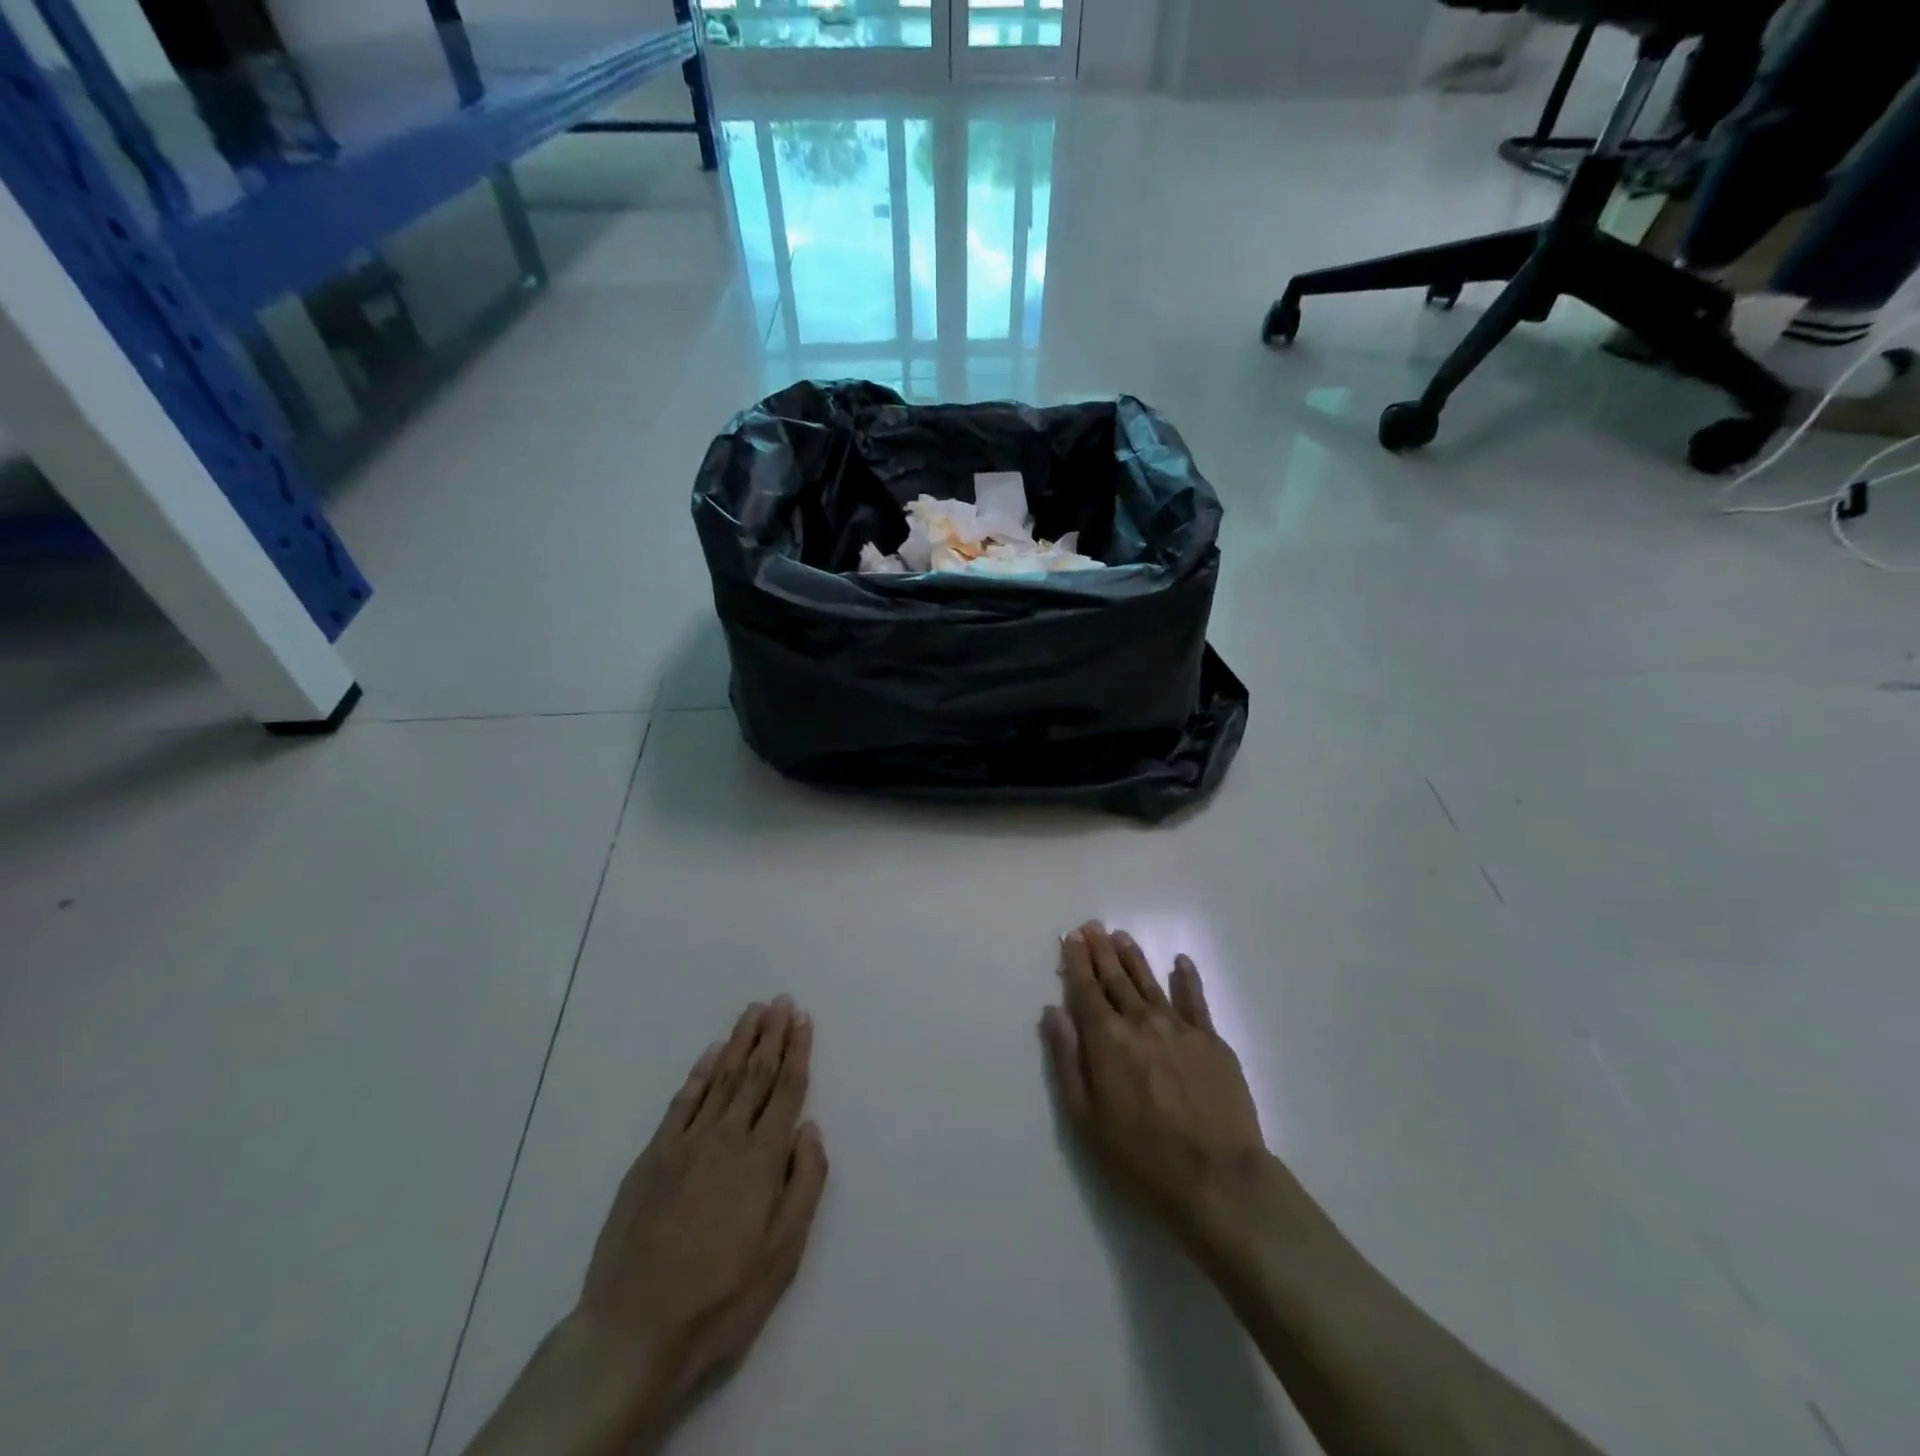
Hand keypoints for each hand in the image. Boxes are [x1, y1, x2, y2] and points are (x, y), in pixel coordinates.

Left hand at [574, 998, 828, 1439]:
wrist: (633, 1332)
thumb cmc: (721, 1299)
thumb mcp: (782, 1255)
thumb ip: (804, 1185)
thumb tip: (809, 1129)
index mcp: (762, 1159)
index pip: (786, 1090)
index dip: (797, 1051)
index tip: (803, 1019)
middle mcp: (727, 1138)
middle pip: (755, 1074)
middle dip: (772, 1035)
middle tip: (781, 1001)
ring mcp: (686, 1144)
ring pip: (721, 1078)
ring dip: (740, 1042)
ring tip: (754, 1012)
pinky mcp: (653, 1157)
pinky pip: (682, 1102)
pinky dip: (699, 1073)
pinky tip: (711, 1053)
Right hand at [1040, 923, 1265, 1245]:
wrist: (1218, 1179)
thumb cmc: (1141, 1157)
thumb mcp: (1085, 1118)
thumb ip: (1066, 1060)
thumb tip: (1052, 1012)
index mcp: (1106, 1040)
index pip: (1085, 990)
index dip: (1076, 962)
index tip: (1071, 937)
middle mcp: (1140, 1022)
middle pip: (1116, 978)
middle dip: (1101, 951)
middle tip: (1092, 926)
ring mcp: (1179, 1027)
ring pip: (1150, 982)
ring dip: (1134, 957)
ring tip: (1122, 937)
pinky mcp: (1212, 1040)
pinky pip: (1196, 1000)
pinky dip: (1186, 978)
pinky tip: (1180, 961)